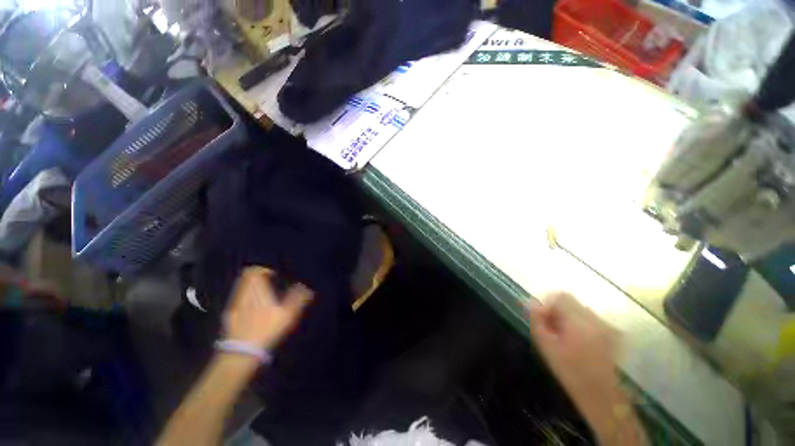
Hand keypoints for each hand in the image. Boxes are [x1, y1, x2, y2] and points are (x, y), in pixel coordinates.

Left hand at [224, 267, 313, 349]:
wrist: (241, 351)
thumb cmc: (267, 329)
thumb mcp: (288, 314)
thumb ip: (297, 298)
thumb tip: (306, 287)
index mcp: (257, 291)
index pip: (254, 272)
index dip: (263, 269)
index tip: (273, 272)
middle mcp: (243, 294)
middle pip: (245, 277)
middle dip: (256, 275)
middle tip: (267, 278)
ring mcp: (234, 304)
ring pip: (240, 287)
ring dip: (250, 285)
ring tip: (261, 290)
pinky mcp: (229, 315)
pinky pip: (236, 298)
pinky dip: (244, 296)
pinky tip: (251, 304)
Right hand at [527, 292, 619, 399]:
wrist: (600, 395)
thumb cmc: (570, 372)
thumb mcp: (546, 347)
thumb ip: (537, 321)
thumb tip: (531, 303)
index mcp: (580, 323)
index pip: (560, 297)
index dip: (547, 304)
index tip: (543, 320)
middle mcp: (596, 320)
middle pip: (570, 301)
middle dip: (556, 310)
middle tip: (551, 328)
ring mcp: (606, 325)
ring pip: (579, 308)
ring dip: (567, 316)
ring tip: (563, 335)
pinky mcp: (611, 332)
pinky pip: (588, 317)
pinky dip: (578, 322)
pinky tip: (576, 339)